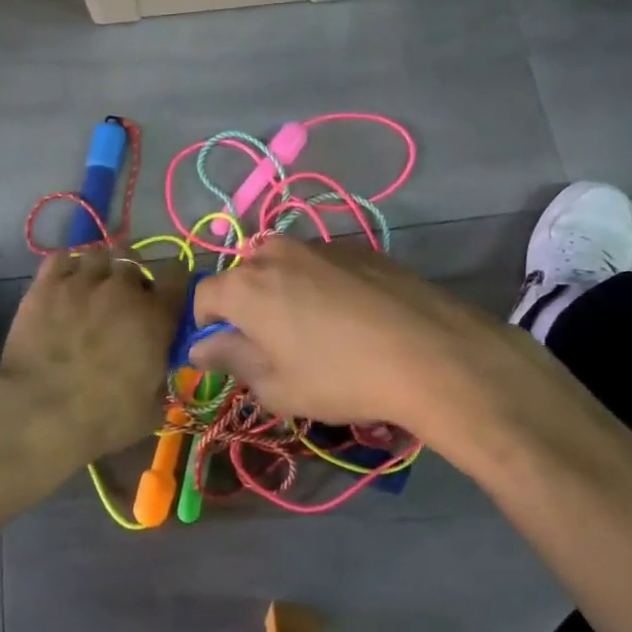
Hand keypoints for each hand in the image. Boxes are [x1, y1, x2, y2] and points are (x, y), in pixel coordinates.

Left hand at [0, 246, 189, 461]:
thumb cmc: (104, 419)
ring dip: (101, 268)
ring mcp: (83, 282)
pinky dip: (67, 266)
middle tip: (124, 300)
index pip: (178, 275)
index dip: (173, 285)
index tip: (167, 300)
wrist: (40, 413)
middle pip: (135, 260)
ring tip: (93, 287)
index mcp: (156, 316)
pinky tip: (65, 284)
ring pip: (99, 254)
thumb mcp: (152, 408)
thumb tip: (160, 365)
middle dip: (132, 277)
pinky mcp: (47, 285)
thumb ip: (163, 376)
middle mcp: (123, 289)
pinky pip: (62, 258)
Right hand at [189, 237, 527, 435]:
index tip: (223, 352)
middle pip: (244, 274)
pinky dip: (321, 284)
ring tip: (314, 330)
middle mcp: (277, 253)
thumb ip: (231, 359)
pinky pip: (322, 264)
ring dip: (284, 291)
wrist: (430, 353)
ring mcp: (321, 245)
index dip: (205, 325)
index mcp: (246, 286)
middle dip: (245, 305)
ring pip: (285, 265)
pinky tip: (351, 317)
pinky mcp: (359, 248)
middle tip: (270, 344)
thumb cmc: (340, 378)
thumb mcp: (277, 386)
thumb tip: (201, 346)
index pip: (203, 296)